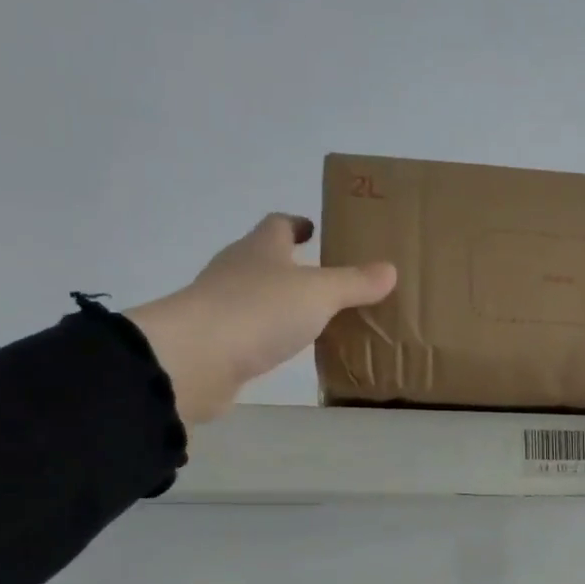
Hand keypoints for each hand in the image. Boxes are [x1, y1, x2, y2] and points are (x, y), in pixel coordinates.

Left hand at [126, 214, 395, 423]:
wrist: (195, 359)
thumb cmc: (258, 311)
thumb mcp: (318, 294)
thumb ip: (354, 283)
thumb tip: (389, 269)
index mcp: (260, 249)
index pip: (277, 225)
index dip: (296, 225)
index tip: (312, 229)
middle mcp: (236, 271)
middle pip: (264, 259)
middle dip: (290, 265)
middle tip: (323, 277)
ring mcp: (221, 307)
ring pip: (256, 297)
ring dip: (280, 303)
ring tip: (312, 316)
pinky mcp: (215, 344)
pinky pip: (250, 332)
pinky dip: (268, 335)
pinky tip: (286, 349)